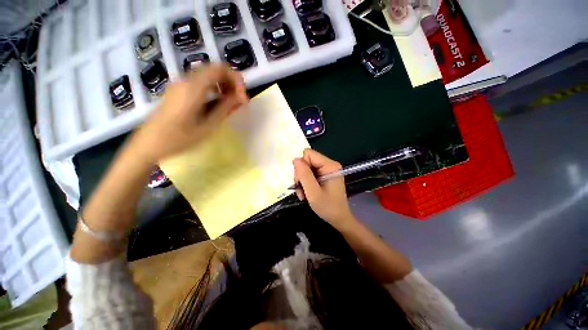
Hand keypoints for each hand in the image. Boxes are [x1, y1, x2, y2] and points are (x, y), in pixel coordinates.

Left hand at [129, 64, 247, 162]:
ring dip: (223, 86)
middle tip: (239, 101)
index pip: (220, 69)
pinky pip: (200, 83)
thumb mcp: (207, 126)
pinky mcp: (178, 91)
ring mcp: (180, 85)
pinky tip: (217, 104)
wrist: (149, 144)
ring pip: (207, 75)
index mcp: (193, 88)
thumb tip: (240, 97)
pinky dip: (213, 89)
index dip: (236, 80)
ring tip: (230, 104)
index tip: (242, 98)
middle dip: (231, 83)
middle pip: (214, 70)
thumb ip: (225, 108)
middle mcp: (186, 81)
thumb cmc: (179, 139)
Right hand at [293, 149, 355, 229]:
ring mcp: (326, 170)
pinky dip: (305, 183)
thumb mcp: (313, 193)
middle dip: (301, 175)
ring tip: (304, 194)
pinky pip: (309, 174)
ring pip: (306, 168)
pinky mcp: (324, 175)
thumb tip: (296, 159)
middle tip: (301, 190)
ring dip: (302, 181)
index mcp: (330, 166)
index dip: (301, 166)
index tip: (301, 181)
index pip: (308, 154)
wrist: (339, 219)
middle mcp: (329, 165)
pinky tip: (306, 193)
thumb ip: (304, 175)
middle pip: (306, 161)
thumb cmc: (328, 207)